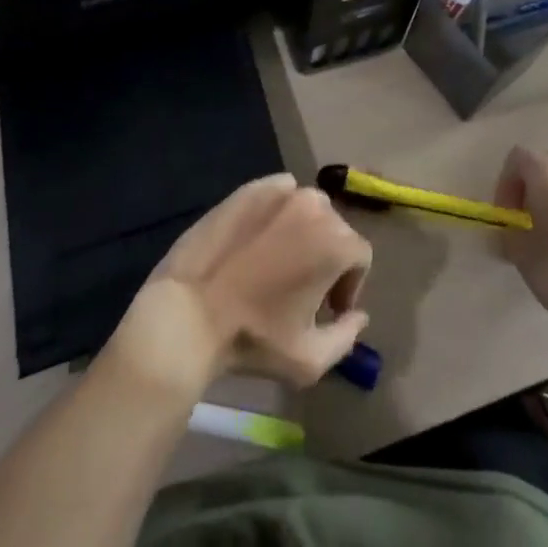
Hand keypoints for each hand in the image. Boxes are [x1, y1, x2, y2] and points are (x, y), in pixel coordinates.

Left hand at [107, 175, 370, 396]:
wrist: (188, 314)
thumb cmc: (253, 339)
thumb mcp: (308, 359)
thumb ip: (346, 337)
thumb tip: (358, 315)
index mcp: (335, 242)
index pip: (359, 257)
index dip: (349, 285)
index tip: (329, 309)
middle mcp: (314, 205)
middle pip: (335, 230)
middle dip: (327, 258)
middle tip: (303, 289)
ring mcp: (281, 191)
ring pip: (308, 208)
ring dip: (304, 231)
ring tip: (279, 262)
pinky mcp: (251, 187)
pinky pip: (279, 193)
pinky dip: (278, 211)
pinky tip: (259, 240)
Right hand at [495, 146, 547, 328]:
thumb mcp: (520, 253)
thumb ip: (508, 234)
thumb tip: (508, 232)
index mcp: (547, 172)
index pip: (517, 158)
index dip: (504, 184)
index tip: (506, 216)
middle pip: (542, 170)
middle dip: (528, 194)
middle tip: (522, 227)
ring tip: (546, 241)